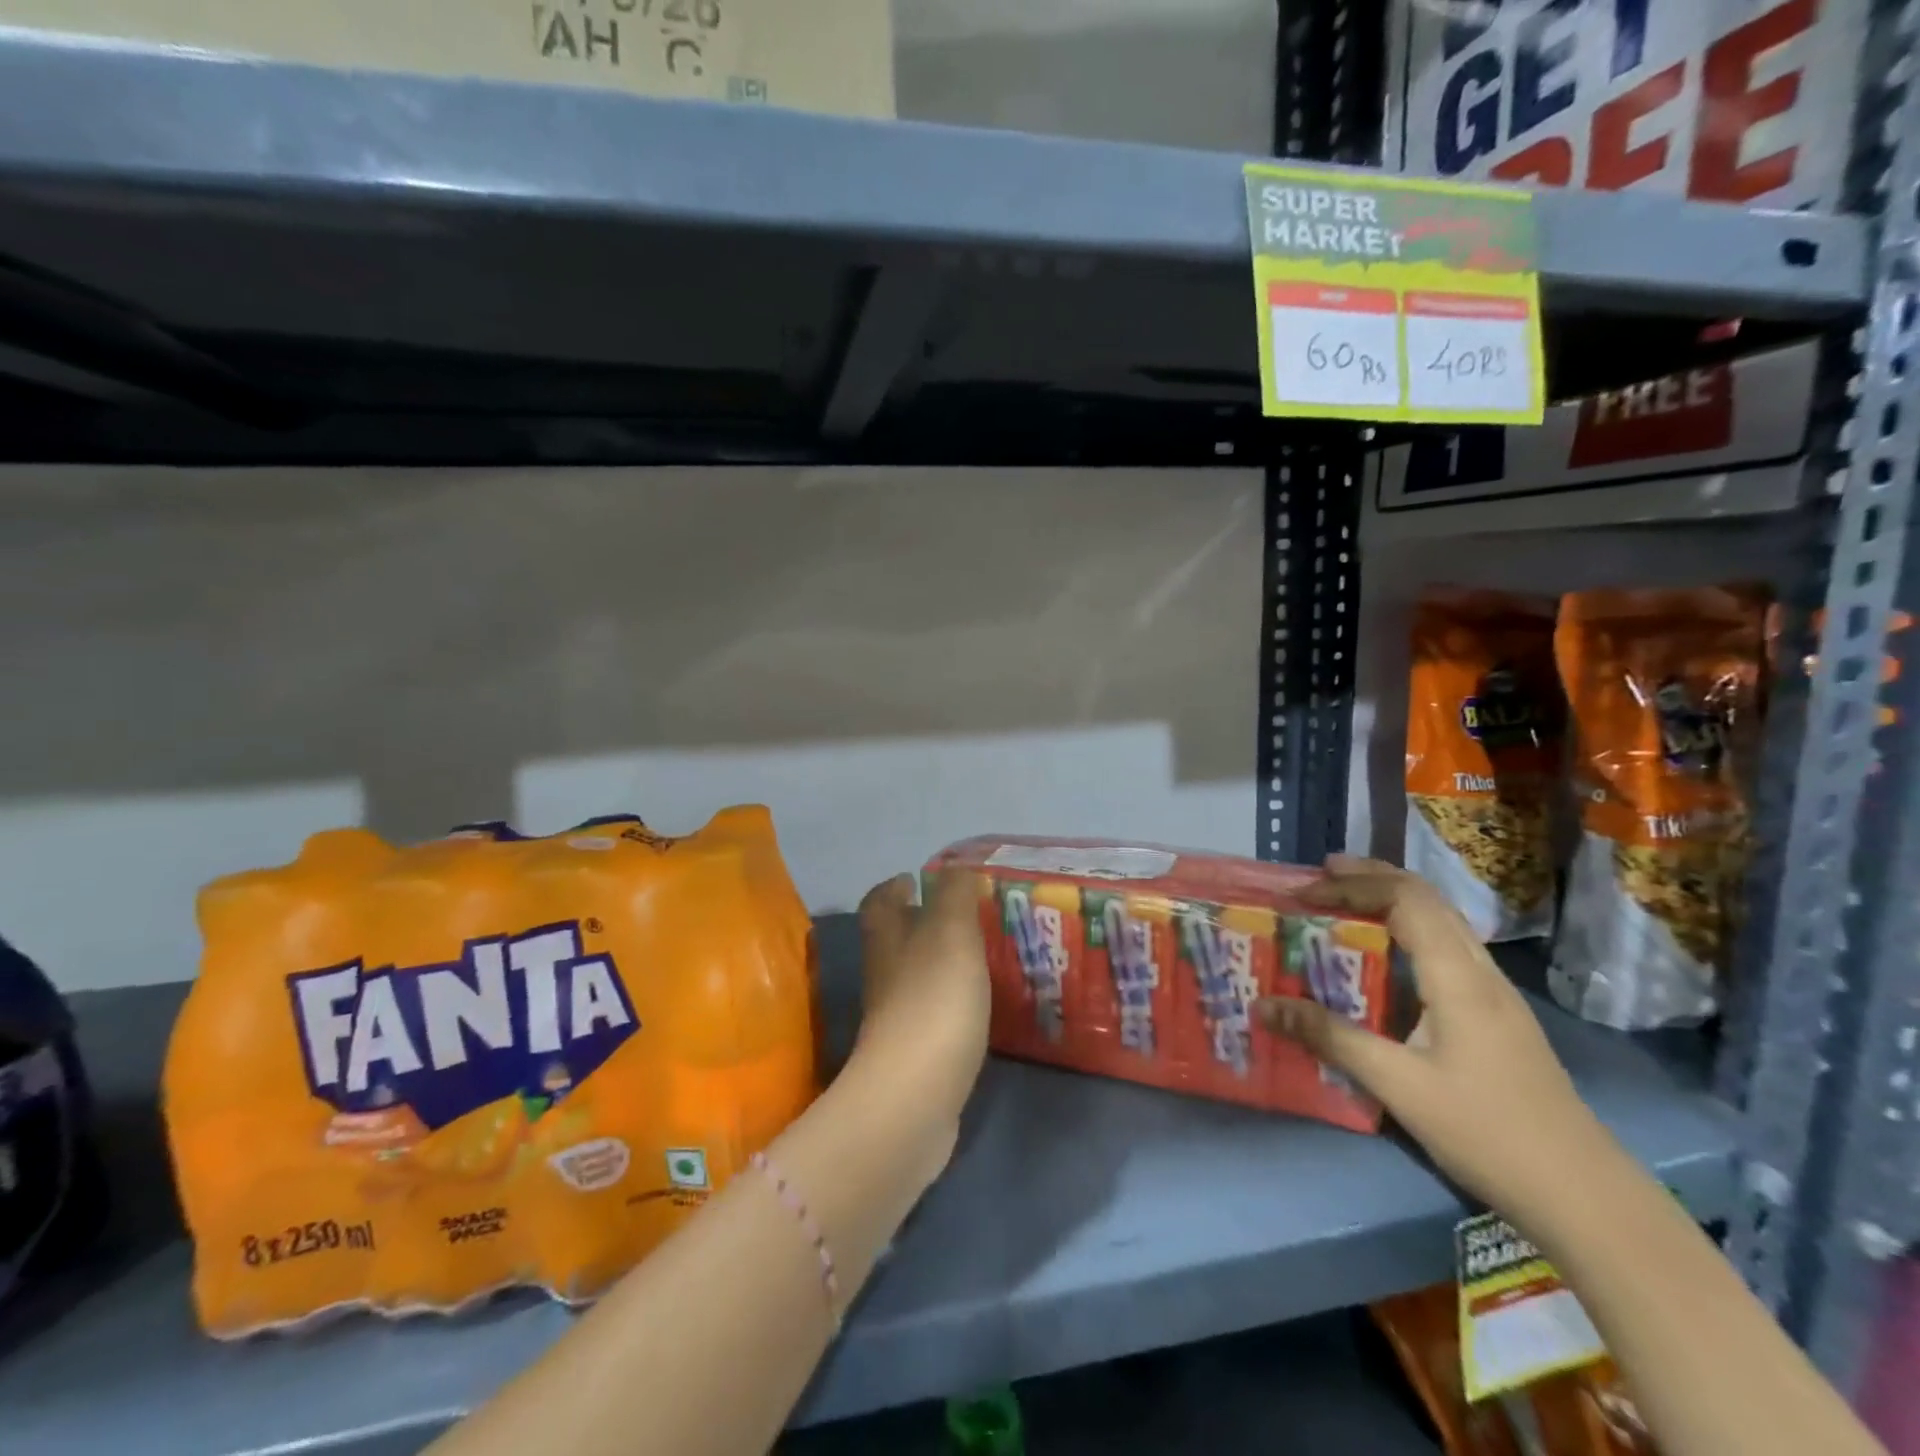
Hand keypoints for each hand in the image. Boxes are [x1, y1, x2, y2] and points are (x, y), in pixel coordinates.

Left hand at [843, 871, 991, 1172]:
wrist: (915, 1098)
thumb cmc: (933, 1001)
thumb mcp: (951, 933)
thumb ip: (954, 896)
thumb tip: (954, 867)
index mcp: (887, 940)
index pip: (879, 902)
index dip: (893, 886)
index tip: (916, 878)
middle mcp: (885, 974)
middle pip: (896, 938)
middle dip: (923, 922)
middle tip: (965, 914)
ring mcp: (897, 1017)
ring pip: (916, 975)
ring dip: (940, 961)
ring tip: (981, 953)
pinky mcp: (915, 1053)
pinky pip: (933, 1012)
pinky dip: (951, 999)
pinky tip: (979, 1002)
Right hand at [1257, 856, 1611, 1227]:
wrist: (1586, 1196)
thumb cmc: (1489, 1133)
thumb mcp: (1399, 1086)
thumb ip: (1331, 1038)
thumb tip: (1263, 1006)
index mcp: (1458, 977)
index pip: (1405, 899)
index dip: (1351, 885)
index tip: (1303, 893)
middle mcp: (1480, 971)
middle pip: (1427, 897)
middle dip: (1371, 877)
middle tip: (1320, 875)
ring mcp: (1495, 992)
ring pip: (1442, 919)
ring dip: (1392, 899)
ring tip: (1345, 901)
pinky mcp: (1497, 1014)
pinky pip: (1447, 946)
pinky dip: (1408, 928)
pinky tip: (1387, 954)